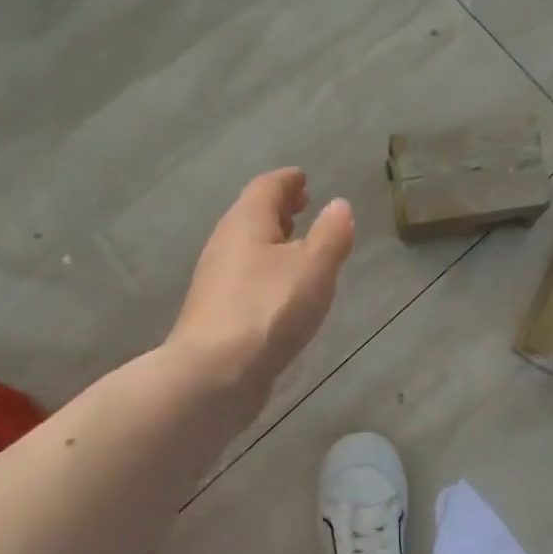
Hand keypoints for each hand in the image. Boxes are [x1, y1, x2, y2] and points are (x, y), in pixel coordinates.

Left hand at [168, 169, 354, 419]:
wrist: (214, 374)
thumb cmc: (269, 310)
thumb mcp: (314, 267)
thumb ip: (331, 234)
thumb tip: (339, 205)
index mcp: (246, 222)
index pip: (266, 187)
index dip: (288, 181)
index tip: (303, 179)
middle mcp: (225, 243)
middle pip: (251, 214)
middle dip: (278, 208)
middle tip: (303, 206)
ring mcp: (216, 279)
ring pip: (246, 246)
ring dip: (271, 239)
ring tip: (298, 245)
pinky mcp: (216, 311)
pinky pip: (245, 275)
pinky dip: (265, 268)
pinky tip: (282, 289)